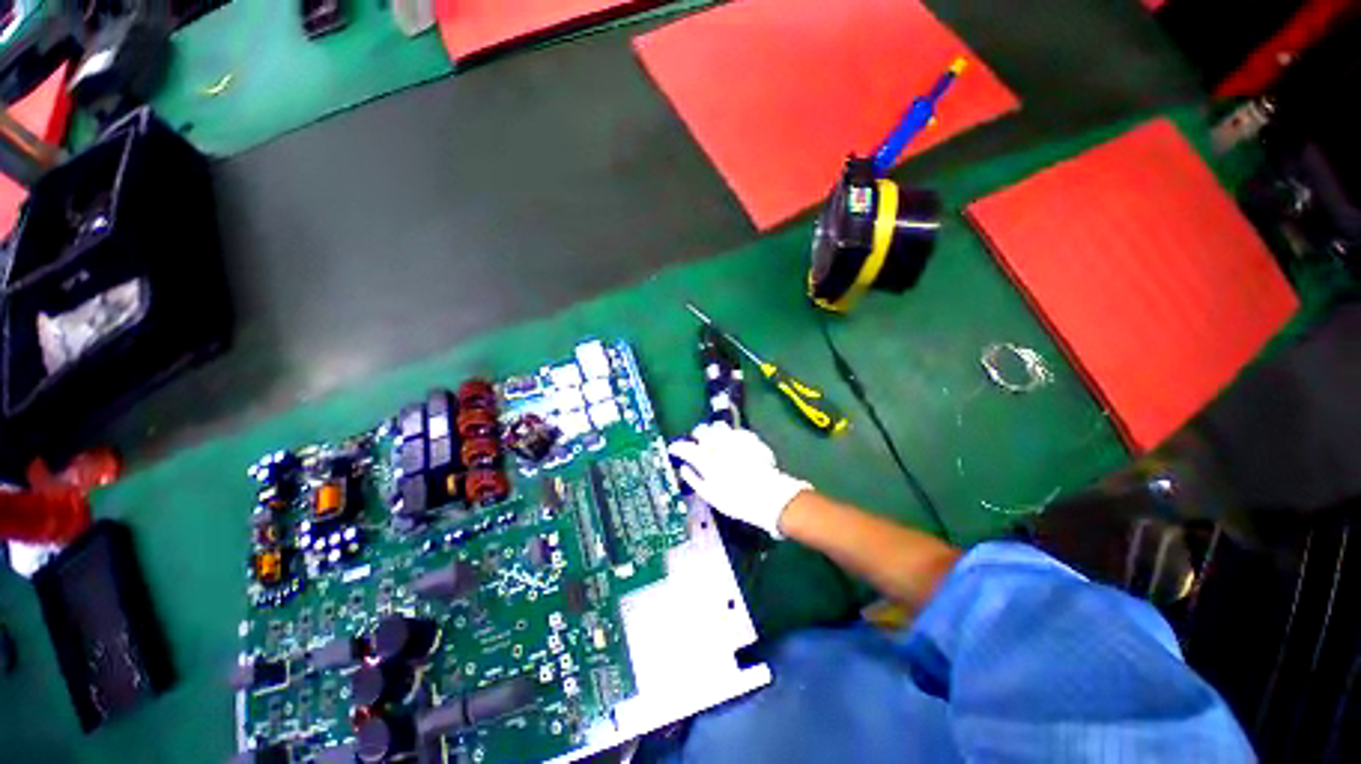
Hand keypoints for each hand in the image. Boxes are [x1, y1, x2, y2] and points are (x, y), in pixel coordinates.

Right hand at [667, 422, 810, 538]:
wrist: (769, 495)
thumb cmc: (736, 500)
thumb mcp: (710, 495)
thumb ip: (694, 479)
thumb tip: (684, 468)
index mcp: (705, 459)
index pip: (685, 447)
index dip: (677, 447)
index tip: (674, 449)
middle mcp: (717, 444)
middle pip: (701, 431)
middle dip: (697, 436)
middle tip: (699, 446)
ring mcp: (734, 438)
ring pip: (718, 426)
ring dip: (714, 432)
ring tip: (717, 443)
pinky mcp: (749, 437)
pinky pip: (735, 431)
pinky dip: (731, 436)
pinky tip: (734, 446)